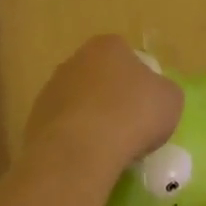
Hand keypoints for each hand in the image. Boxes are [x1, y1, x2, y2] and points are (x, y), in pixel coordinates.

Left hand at [22, 35, 183, 183]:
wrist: (80, 151)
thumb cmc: (132, 115)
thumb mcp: (170, 100)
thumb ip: (163, 92)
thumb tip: (155, 97)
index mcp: (107, 46)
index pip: (127, 55)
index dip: (140, 80)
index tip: (147, 106)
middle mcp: (75, 60)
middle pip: (100, 78)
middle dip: (112, 98)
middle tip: (130, 127)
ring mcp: (51, 90)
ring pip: (79, 103)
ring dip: (92, 120)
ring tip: (109, 150)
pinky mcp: (35, 121)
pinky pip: (64, 129)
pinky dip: (75, 141)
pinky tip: (88, 159)